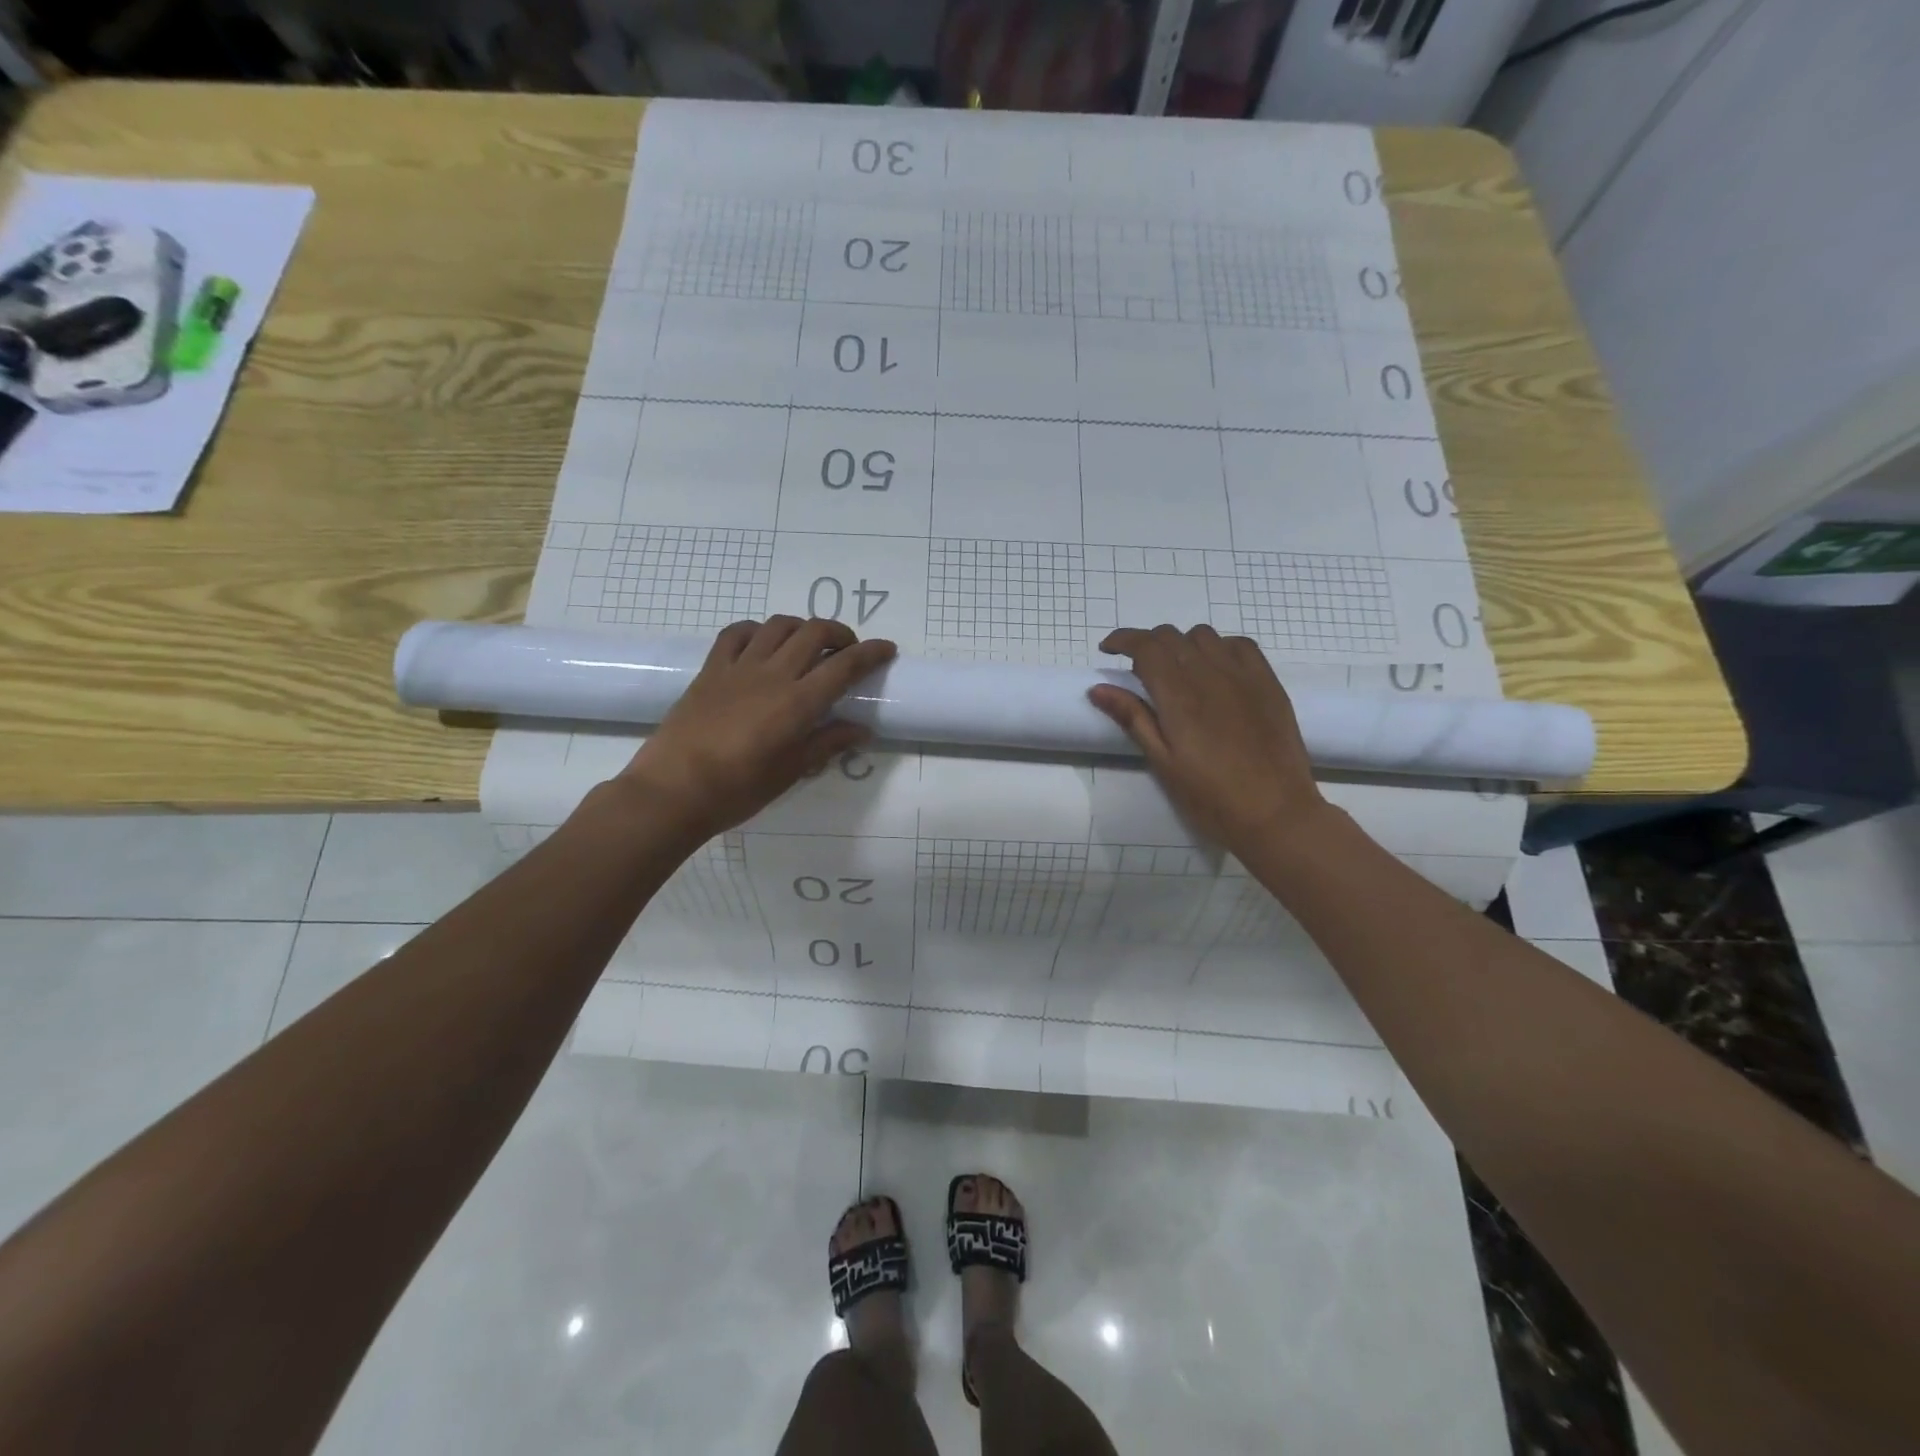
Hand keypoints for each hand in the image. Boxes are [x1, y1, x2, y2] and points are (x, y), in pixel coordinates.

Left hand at [616, 617, 895, 842]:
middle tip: (847, 650)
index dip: (871, 653)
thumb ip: (827, 744)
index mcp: (798, 703)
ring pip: (778, 625)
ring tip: (808, 644)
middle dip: (840, 633)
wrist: (674, 790)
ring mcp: (739, 667)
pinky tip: (763, 643)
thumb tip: (861, 730)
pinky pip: (737, 633)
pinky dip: (758, 630)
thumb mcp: (791, 771)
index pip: (844, 666)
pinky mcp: (711, 669)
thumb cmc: (738, 789)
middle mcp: (772, 674)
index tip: (887, 649)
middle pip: (814, 632)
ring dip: (802, 627)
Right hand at [1088, 625, 1324, 854]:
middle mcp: (1210, 675)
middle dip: (1147, 644)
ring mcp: (1243, 675)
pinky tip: (1214, 670)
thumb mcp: (1163, 762)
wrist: (1275, 812)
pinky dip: (1217, 648)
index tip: (1108, 650)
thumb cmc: (1211, 796)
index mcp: (1179, 696)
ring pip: (1204, 635)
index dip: (1122, 640)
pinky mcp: (1268, 682)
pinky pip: (1239, 645)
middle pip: (1171, 636)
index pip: (1146, 647)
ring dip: (1181, 645)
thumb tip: (1098, 689)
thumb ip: (1132, 719)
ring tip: (1177, 671)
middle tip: (1138, 670)